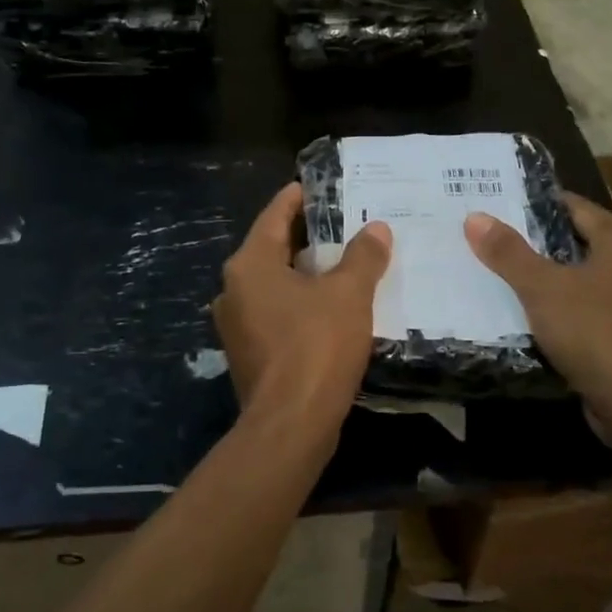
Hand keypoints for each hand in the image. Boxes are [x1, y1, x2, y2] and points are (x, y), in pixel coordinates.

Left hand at [212, 183, 391, 434]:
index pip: (274, 216)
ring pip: (274, 284)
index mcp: (250, 265)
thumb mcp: (348, 294)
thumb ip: (363, 256)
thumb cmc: (316, 346)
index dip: (297, 198)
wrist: (291, 426)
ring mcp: (237, 325)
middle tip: (342, 223)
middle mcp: (234, 289)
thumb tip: (376, 228)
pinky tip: (331, 306)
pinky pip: (276, 313)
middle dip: (306, 236)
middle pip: (272, 248)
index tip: (316, 186)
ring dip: (305, 273)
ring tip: (343, 263)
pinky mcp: (249, 354)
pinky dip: (300, 302)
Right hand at [464, 193, 611, 425]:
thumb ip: (508, 252)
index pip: (573, 206)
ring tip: (498, 274)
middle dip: (534, 243)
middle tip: (489, 238)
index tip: (496, 205)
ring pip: (578, 279)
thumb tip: (474, 217)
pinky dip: (557, 309)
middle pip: (574, 242)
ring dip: (544, 279)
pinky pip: (583, 310)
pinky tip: (524, 315)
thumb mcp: (542, 287)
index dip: (534, 205)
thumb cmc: (593, 330)